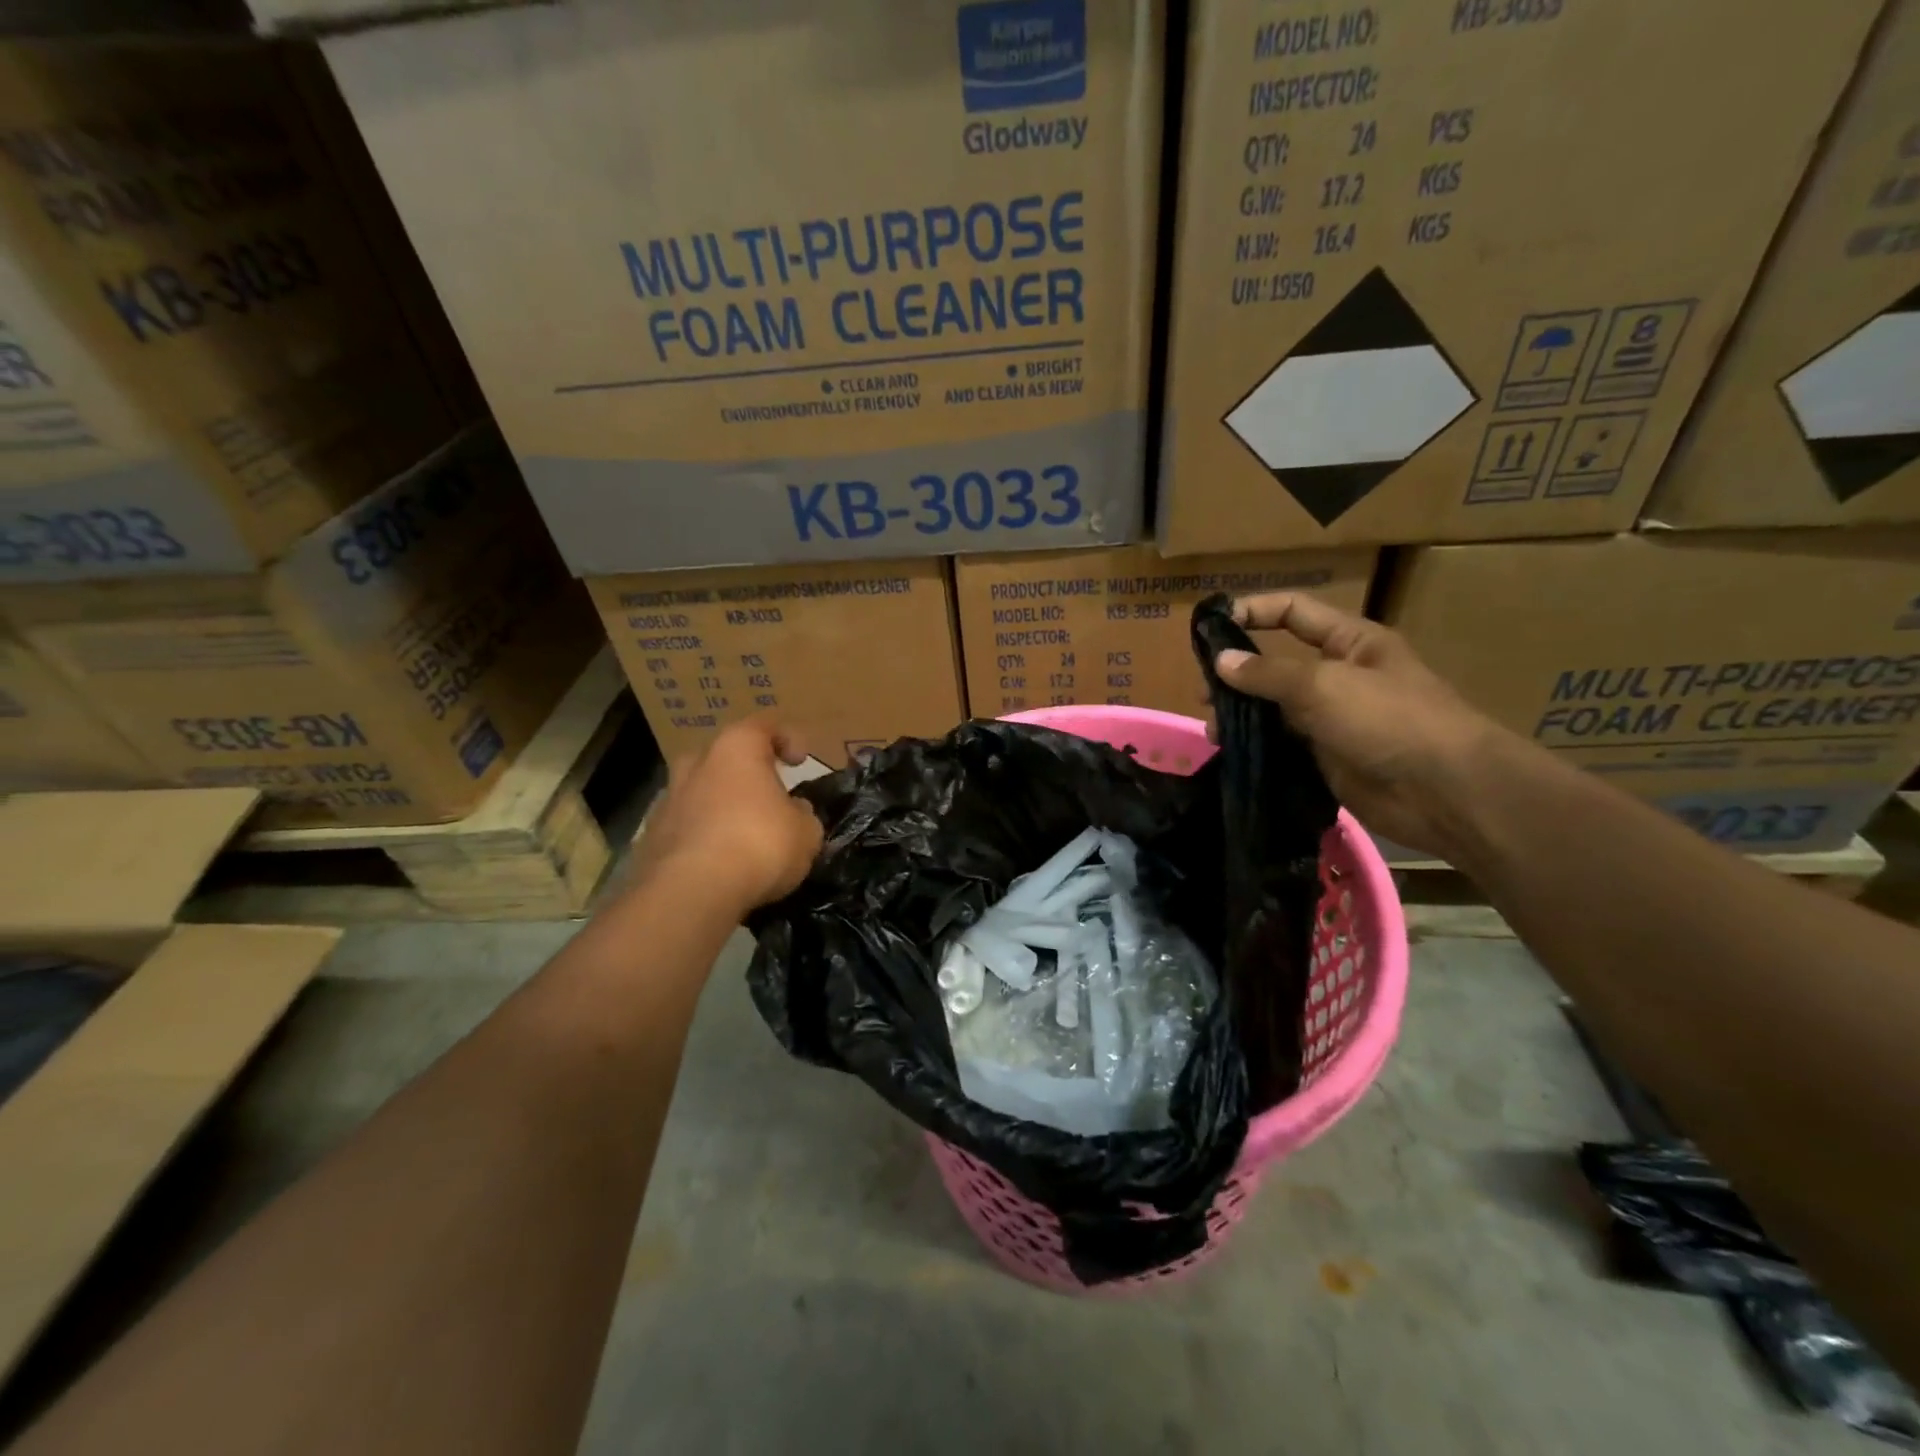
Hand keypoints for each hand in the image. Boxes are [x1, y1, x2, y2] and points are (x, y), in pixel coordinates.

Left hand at [635, 717, 824, 912]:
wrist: (691, 892)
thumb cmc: (759, 844)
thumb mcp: (806, 832)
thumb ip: (803, 815)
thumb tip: (795, 812)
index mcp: (736, 749)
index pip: (764, 726)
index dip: (788, 738)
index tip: (801, 761)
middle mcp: (696, 764)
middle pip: (724, 757)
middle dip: (745, 773)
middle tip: (767, 795)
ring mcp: (668, 800)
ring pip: (700, 792)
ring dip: (722, 806)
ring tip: (744, 834)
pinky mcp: (651, 837)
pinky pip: (686, 828)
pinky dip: (704, 837)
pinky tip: (721, 863)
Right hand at [1212, 593, 1512, 857]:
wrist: (1445, 792)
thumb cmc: (1389, 720)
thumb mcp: (1323, 685)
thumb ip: (1267, 673)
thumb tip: (1220, 661)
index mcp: (1351, 642)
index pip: (1293, 612)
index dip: (1253, 612)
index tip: (1210, 627)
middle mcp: (1340, 676)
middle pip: (1278, 663)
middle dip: (1238, 674)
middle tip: (1203, 693)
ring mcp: (1333, 720)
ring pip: (1275, 709)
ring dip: (1243, 716)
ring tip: (1214, 732)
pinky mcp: (1327, 758)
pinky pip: (1283, 745)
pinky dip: (1257, 747)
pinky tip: (1232, 754)